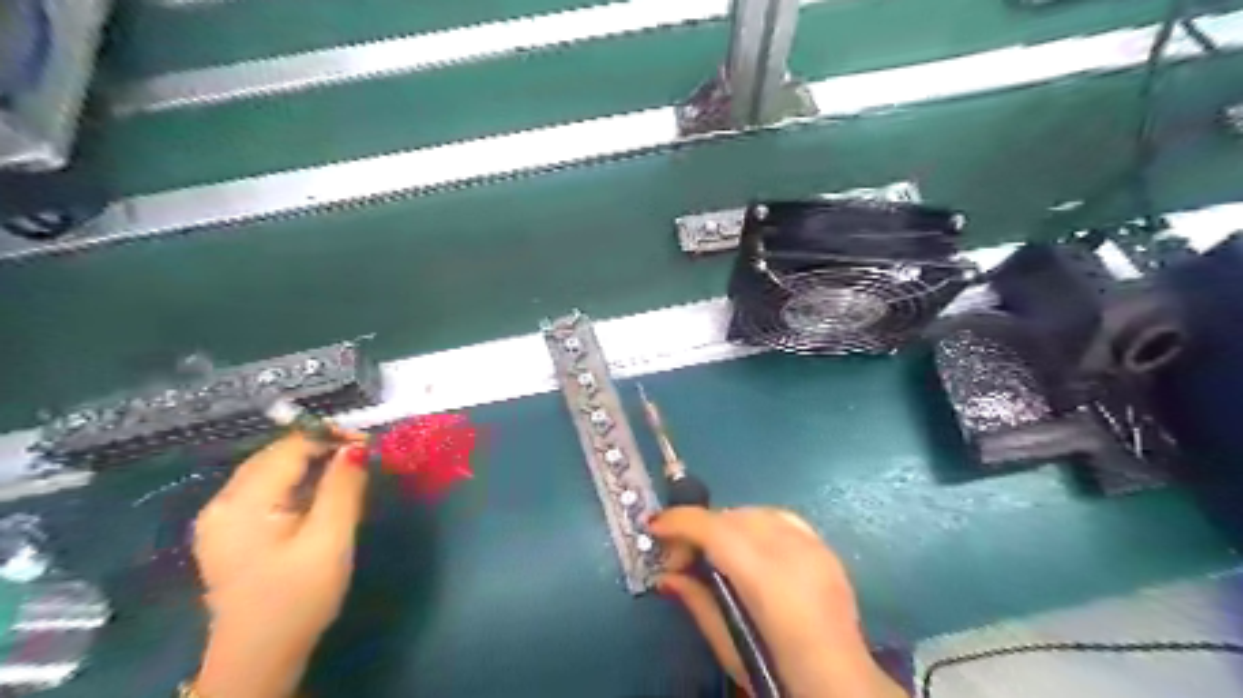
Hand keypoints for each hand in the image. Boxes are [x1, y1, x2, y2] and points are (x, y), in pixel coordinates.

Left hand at [192, 433, 367, 694]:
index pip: (290, 448)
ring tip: (347, 470)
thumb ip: (343, 488)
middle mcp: (222, 502)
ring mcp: (220, 518)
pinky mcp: (228, 531)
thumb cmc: (298, 598)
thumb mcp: (330, 540)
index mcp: (242, 502)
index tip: (370, 443)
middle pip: (275, 455)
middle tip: (363, 454)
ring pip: (269, 470)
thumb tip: (356, 446)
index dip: (331, 437)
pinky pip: (264, 489)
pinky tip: (318, 493)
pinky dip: (295, 481)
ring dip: (309, 463)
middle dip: (320, 447)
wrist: (258, 657)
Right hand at [652, 508, 905, 697]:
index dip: (680, 521)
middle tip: (681, 556)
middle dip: (701, 526)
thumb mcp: (731, 648)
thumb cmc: (781, 675)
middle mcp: (793, 552)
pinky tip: (750, 547)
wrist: (846, 688)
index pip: (715, 531)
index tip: (654, 527)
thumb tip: (667, 575)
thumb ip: (698, 603)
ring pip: (757, 512)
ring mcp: (815, 547)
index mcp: (768, 580)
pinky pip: (782, 519)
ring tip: (714, 552)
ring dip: (728, 524)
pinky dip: (757, 524)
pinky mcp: (827, 549)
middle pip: (733, 516)